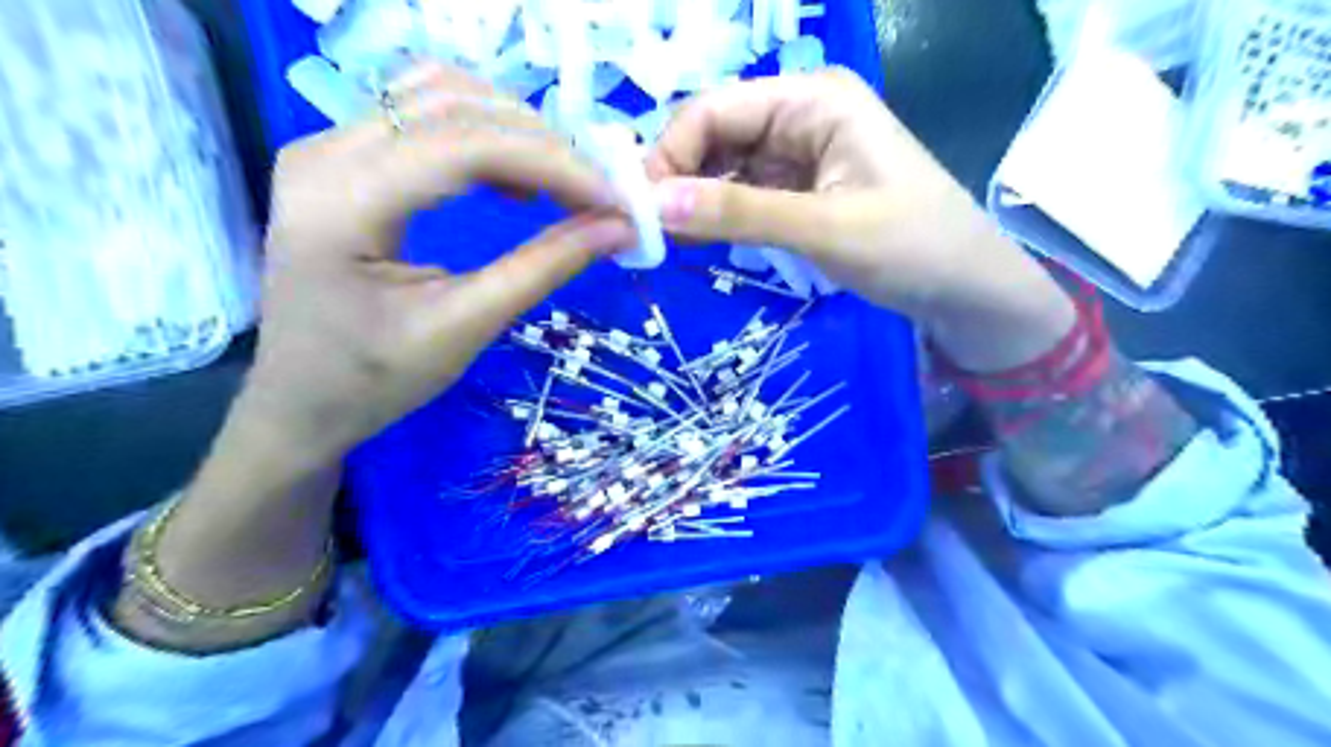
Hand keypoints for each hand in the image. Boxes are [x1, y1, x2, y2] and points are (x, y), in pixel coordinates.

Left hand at [243, 62, 637, 467]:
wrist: (300, 400)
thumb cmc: (374, 379)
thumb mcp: (465, 326)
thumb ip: (543, 268)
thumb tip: (619, 228)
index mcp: (342, 200)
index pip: (465, 145)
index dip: (553, 164)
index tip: (616, 201)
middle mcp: (326, 150)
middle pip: (455, 105)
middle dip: (543, 144)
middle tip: (599, 195)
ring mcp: (328, 145)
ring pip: (441, 95)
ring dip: (516, 131)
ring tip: (562, 186)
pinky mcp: (344, 157)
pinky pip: (424, 115)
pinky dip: (485, 134)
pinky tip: (514, 180)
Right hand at [652, 69, 1073, 372]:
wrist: (965, 290)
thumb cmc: (912, 248)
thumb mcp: (825, 229)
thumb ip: (740, 215)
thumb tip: (654, 205)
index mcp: (813, 101)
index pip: (715, 110)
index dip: (670, 154)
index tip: (638, 209)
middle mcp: (800, 116)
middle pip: (715, 136)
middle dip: (677, 180)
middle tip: (643, 232)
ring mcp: (799, 155)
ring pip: (724, 169)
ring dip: (693, 202)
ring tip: (662, 243)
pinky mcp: (799, 191)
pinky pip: (743, 196)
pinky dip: (717, 218)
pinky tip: (694, 242)